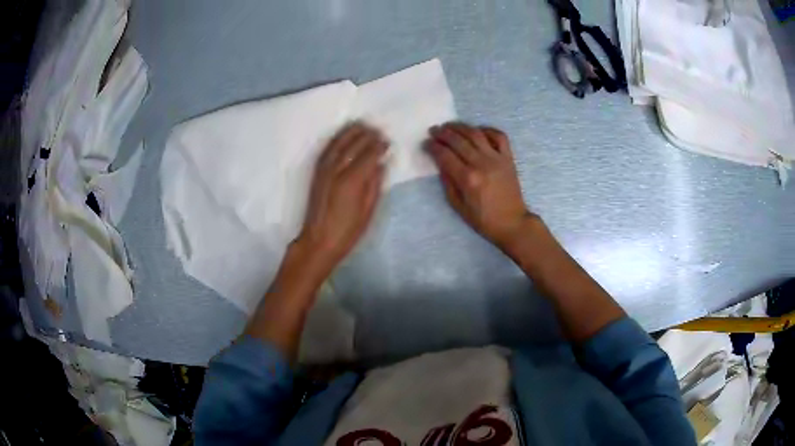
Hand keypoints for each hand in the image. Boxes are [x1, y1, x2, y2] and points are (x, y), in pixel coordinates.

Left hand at [297, 122, 387, 275]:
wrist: (318, 240)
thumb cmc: (347, 230)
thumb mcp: (368, 210)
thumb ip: (375, 184)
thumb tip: (381, 164)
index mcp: (352, 180)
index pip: (369, 154)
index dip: (379, 146)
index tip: (387, 142)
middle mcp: (337, 169)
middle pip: (353, 144)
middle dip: (367, 135)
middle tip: (378, 130)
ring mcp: (324, 169)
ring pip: (338, 142)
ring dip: (351, 132)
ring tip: (362, 126)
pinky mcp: (317, 172)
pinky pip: (328, 149)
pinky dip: (337, 139)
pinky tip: (343, 136)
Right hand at [426, 123, 530, 247]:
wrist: (512, 222)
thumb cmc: (483, 219)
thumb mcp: (458, 206)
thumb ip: (448, 183)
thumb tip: (440, 163)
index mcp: (468, 179)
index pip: (445, 155)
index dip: (433, 147)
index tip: (426, 143)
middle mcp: (482, 164)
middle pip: (458, 141)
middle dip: (443, 133)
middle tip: (434, 130)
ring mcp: (497, 158)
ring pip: (476, 134)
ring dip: (460, 127)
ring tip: (450, 125)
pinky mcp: (508, 158)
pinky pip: (499, 136)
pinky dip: (487, 130)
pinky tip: (477, 131)